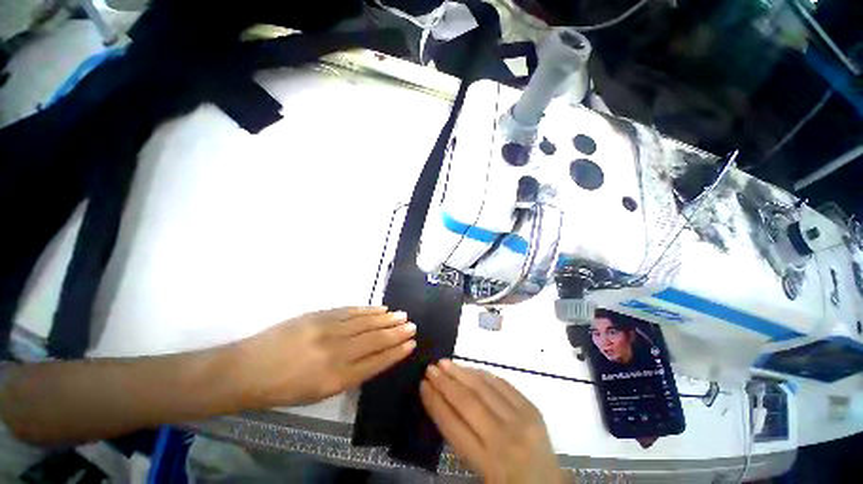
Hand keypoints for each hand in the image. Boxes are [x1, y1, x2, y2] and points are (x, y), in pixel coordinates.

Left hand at [235, 307, 415, 407]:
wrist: (247, 369)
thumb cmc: (283, 389)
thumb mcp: (319, 393)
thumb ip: (349, 375)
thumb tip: (373, 357)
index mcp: (336, 378)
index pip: (376, 362)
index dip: (396, 352)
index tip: (411, 344)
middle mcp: (336, 352)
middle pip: (375, 339)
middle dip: (397, 332)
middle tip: (413, 325)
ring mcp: (328, 330)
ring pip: (366, 322)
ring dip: (386, 318)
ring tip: (402, 315)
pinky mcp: (320, 315)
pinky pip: (350, 311)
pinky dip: (367, 310)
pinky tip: (379, 308)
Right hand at [420, 360, 562, 483]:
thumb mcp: (479, 472)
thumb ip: (462, 439)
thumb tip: (443, 403)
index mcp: (489, 464)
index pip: (453, 425)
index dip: (435, 403)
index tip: (422, 386)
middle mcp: (505, 438)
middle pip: (467, 403)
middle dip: (444, 383)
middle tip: (430, 368)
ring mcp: (521, 420)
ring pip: (484, 388)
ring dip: (461, 372)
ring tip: (445, 363)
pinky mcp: (532, 409)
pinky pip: (503, 384)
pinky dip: (483, 374)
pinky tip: (470, 369)